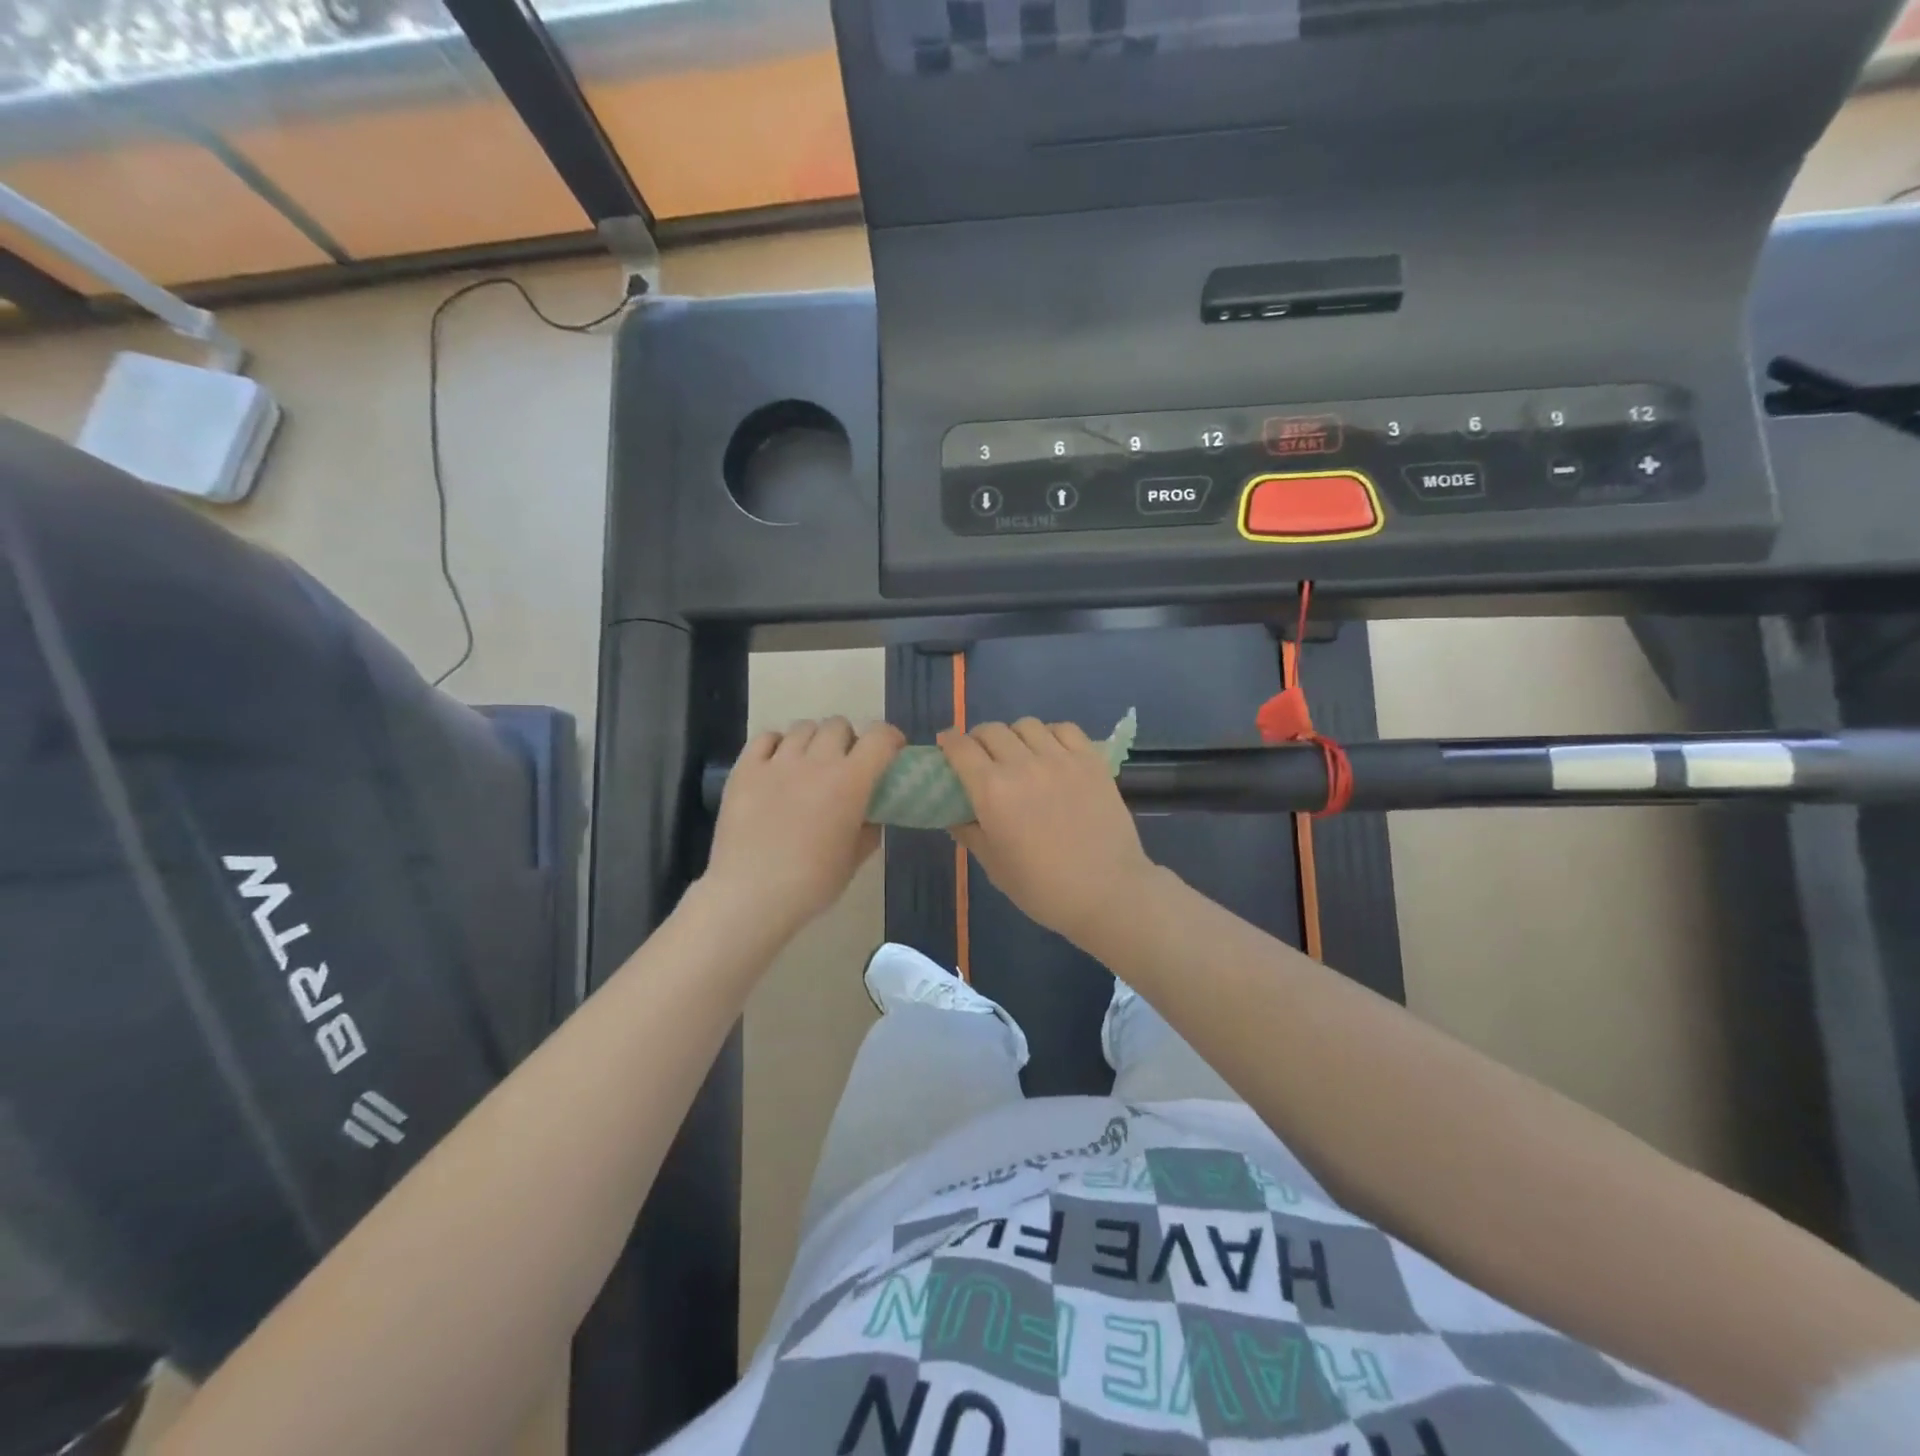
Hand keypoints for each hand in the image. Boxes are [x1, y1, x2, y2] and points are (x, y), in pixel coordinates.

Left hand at [705, 719, 903, 935]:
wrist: (751, 895)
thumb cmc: (811, 883)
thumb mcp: (854, 860)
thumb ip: (869, 830)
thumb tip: (871, 816)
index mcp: (851, 781)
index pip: (879, 737)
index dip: (890, 739)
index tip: (891, 752)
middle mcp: (816, 761)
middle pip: (838, 725)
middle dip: (849, 740)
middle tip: (846, 765)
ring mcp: (777, 762)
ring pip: (803, 727)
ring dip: (814, 740)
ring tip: (810, 764)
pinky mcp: (745, 769)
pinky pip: (766, 737)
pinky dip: (778, 744)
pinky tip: (778, 764)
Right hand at [940, 719, 1158, 947]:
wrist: (1107, 893)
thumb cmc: (1043, 888)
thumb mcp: (994, 865)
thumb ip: (969, 832)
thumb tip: (954, 815)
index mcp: (992, 791)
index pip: (961, 748)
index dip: (948, 743)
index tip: (946, 749)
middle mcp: (1023, 764)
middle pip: (991, 730)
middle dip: (978, 740)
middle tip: (981, 758)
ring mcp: (1061, 759)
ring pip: (1026, 725)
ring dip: (1014, 736)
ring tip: (1019, 755)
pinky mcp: (1091, 760)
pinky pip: (1064, 729)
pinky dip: (1050, 734)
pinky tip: (1051, 752)